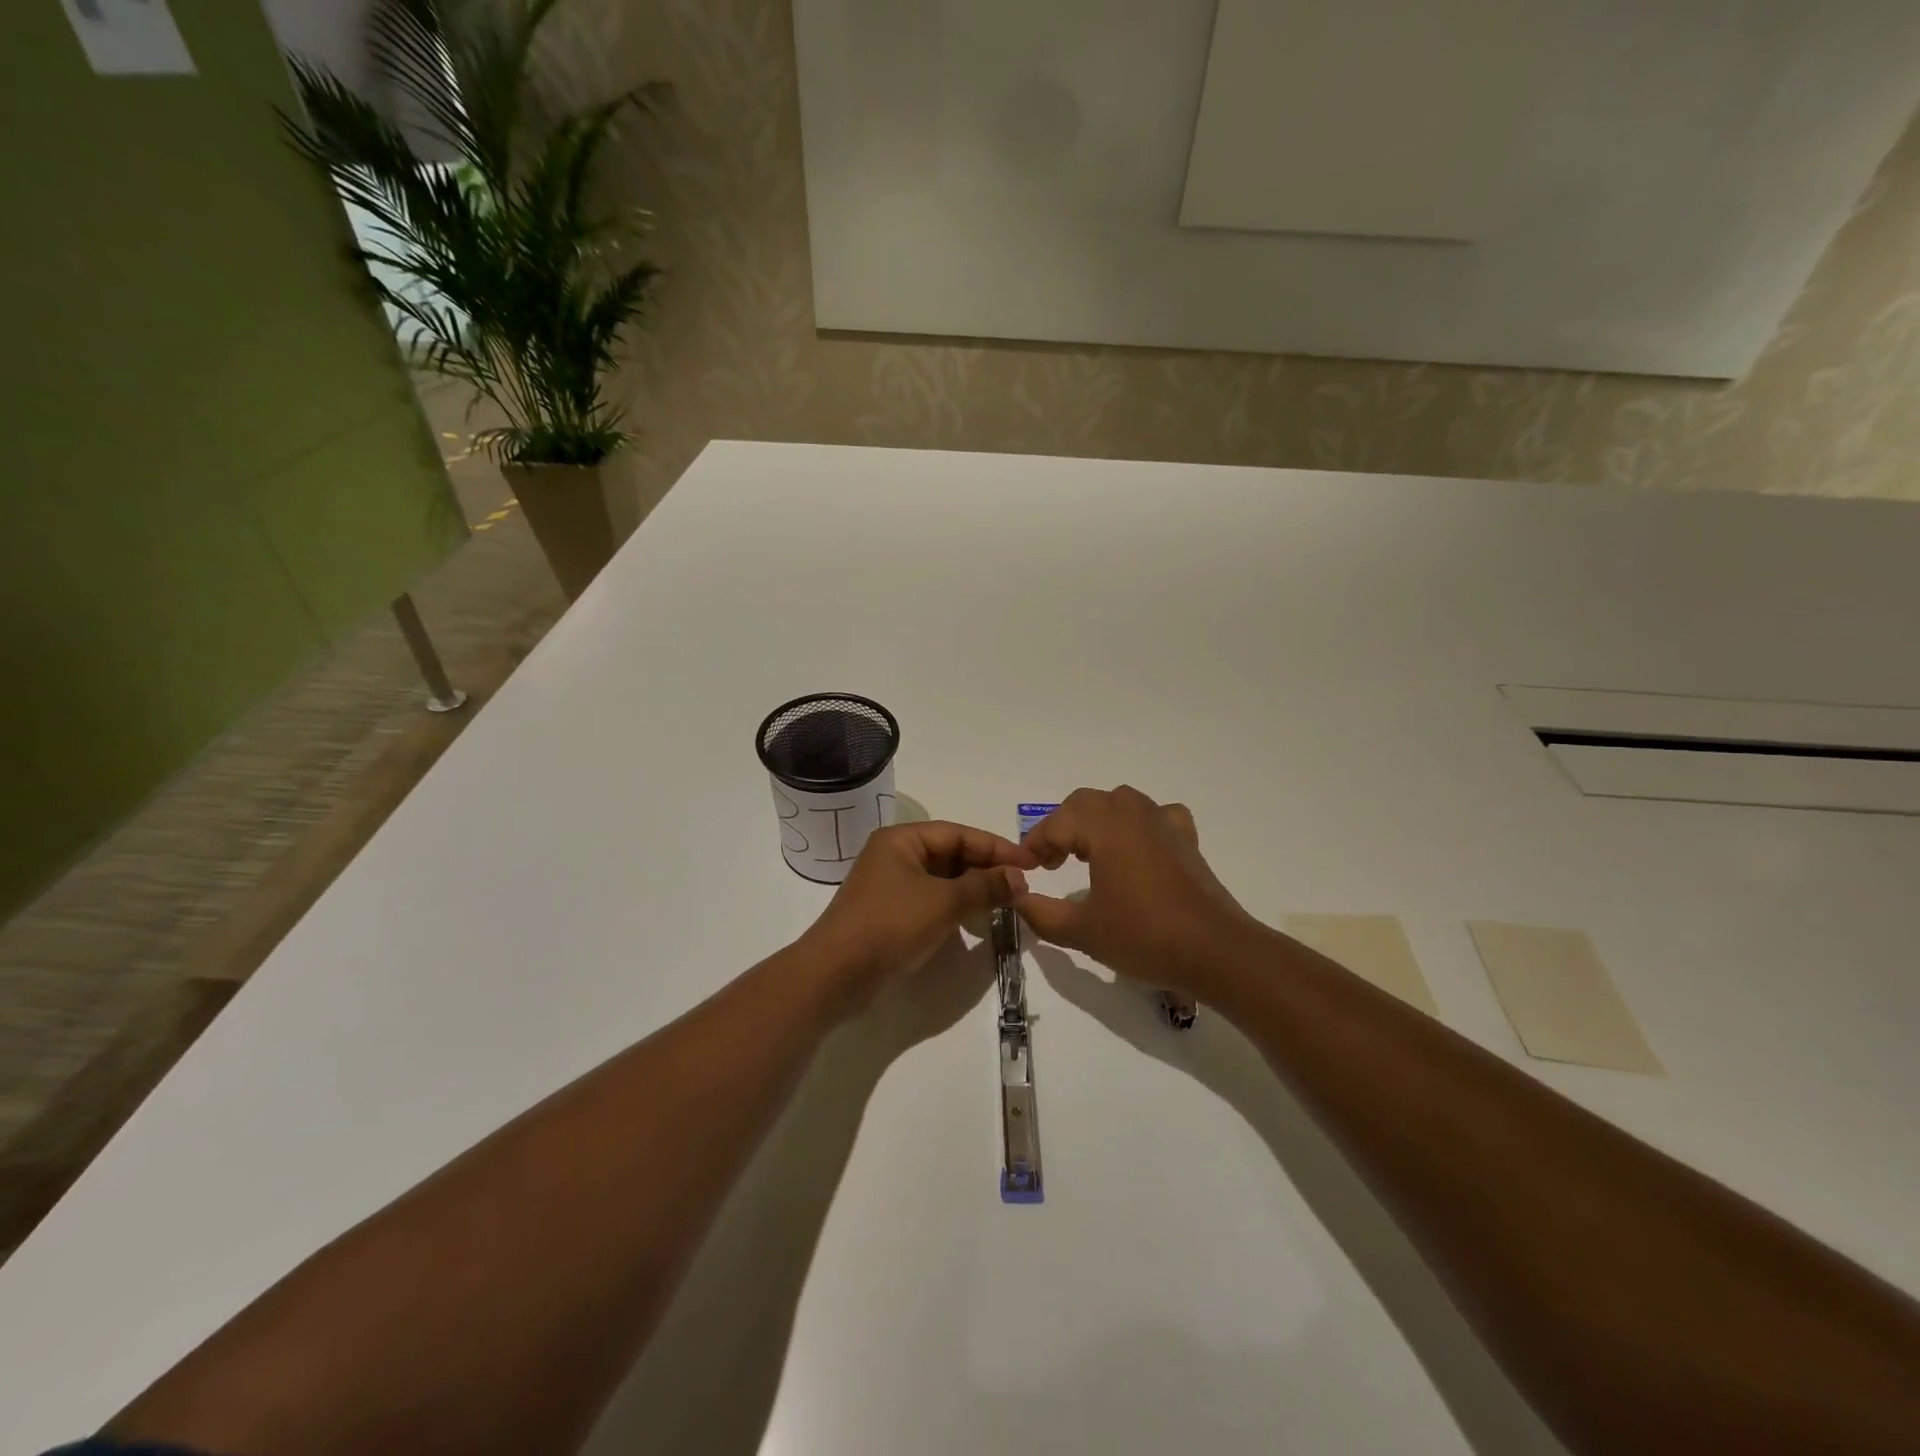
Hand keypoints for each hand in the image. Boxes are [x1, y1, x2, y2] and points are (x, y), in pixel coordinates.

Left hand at [799, 821, 1038, 1012]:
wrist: (837, 975)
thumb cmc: (890, 925)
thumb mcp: (943, 902)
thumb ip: (984, 887)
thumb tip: (1019, 877)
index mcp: (901, 840)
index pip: (958, 834)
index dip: (996, 847)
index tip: (1030, 862)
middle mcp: (895, 856)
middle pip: (951, 855)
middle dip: (987, 869)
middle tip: (1022, 885)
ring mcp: (892, 887)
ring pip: (944, 880)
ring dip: (974, 889)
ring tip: (1007, 903)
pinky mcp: (892, 915)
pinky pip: (933, 901)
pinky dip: (957, 907)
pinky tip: (977, 921)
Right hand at [1014, 786, 1253, 998]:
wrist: (1215, 952)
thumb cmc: (1144, 936)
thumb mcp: (1082, 931)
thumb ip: (1041, 914)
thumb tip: (1018, 900)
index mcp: (1104, 827)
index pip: (1057, 824)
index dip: (1035, 844)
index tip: (1025, 869)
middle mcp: (1133, 813)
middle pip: (1085, 804)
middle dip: (1061, 828)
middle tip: (1050, 862)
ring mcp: (1163, 822)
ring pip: (1119, 803)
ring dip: (1095, 821)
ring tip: (1086, 854)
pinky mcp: (1186, 839)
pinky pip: (1155, 815)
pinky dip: (1138, 824)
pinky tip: (1136, 847)